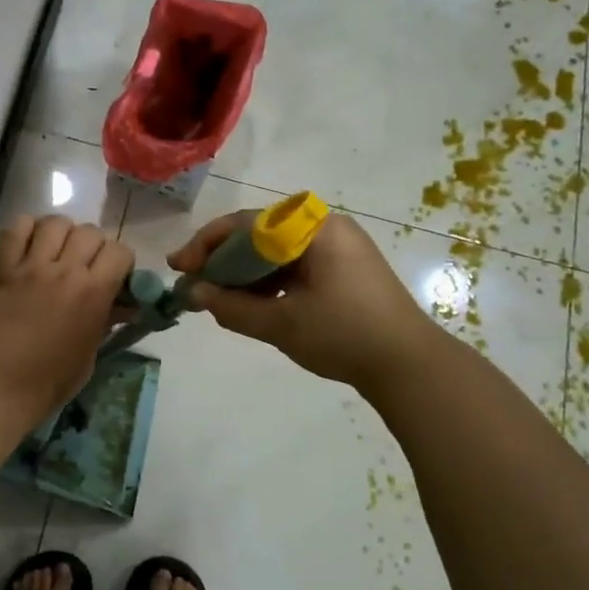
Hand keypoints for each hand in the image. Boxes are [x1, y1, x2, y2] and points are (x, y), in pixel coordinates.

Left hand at [0, 215, 133, 419]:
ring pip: (55, 223)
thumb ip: (105, 320)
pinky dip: (26, 229)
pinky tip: (27, 245)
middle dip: (93, 246)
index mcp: (94, 293)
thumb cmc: (48, 382)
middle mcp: (65, 271)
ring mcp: (30, 266)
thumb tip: (121, 303)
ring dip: (61, 233)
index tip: (113, 275)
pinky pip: (16, 229)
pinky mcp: (1, 267)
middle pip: (90, 232)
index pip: (119, 251)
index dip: (120, 261)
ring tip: (55, 251)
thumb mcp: (89, 354)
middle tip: (83, 264)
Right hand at [168, 210, 433, 392]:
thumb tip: (192, 293)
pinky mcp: (345, 267)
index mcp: (312, 228)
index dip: (206, 245)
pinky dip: (268, 280)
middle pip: (260, 234)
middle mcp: (326, 226)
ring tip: (217, 297)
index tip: (178, 268)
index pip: (245, 224)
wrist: (409, 365)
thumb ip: (231, 306)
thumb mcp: (280, 323)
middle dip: (223, 259)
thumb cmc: (343, 336)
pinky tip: (251, 301)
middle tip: (193, 284)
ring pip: (276, 250)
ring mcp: (338, 246)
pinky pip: (295, 263)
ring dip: (244, 272)